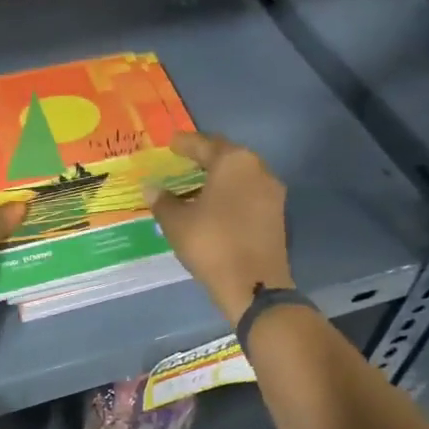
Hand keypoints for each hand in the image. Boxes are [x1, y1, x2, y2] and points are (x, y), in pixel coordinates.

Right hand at [146, 132, 291, 324]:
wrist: (254, 284)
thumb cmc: (211, 244)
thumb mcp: (177, 223)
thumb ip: (163, 201)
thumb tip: (151, 187)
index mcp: (233, 162)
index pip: (204, 144)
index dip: (185, 143)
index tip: (171, 143)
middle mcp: (258, 169)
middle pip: (227, 156)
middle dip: (205, 158)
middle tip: (184, 161)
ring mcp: (272, 192)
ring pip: (240, 176)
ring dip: (219, 178)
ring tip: (196, 185)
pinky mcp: (277, 215)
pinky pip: (249, 195)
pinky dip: (231, 195)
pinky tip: (215, 206)